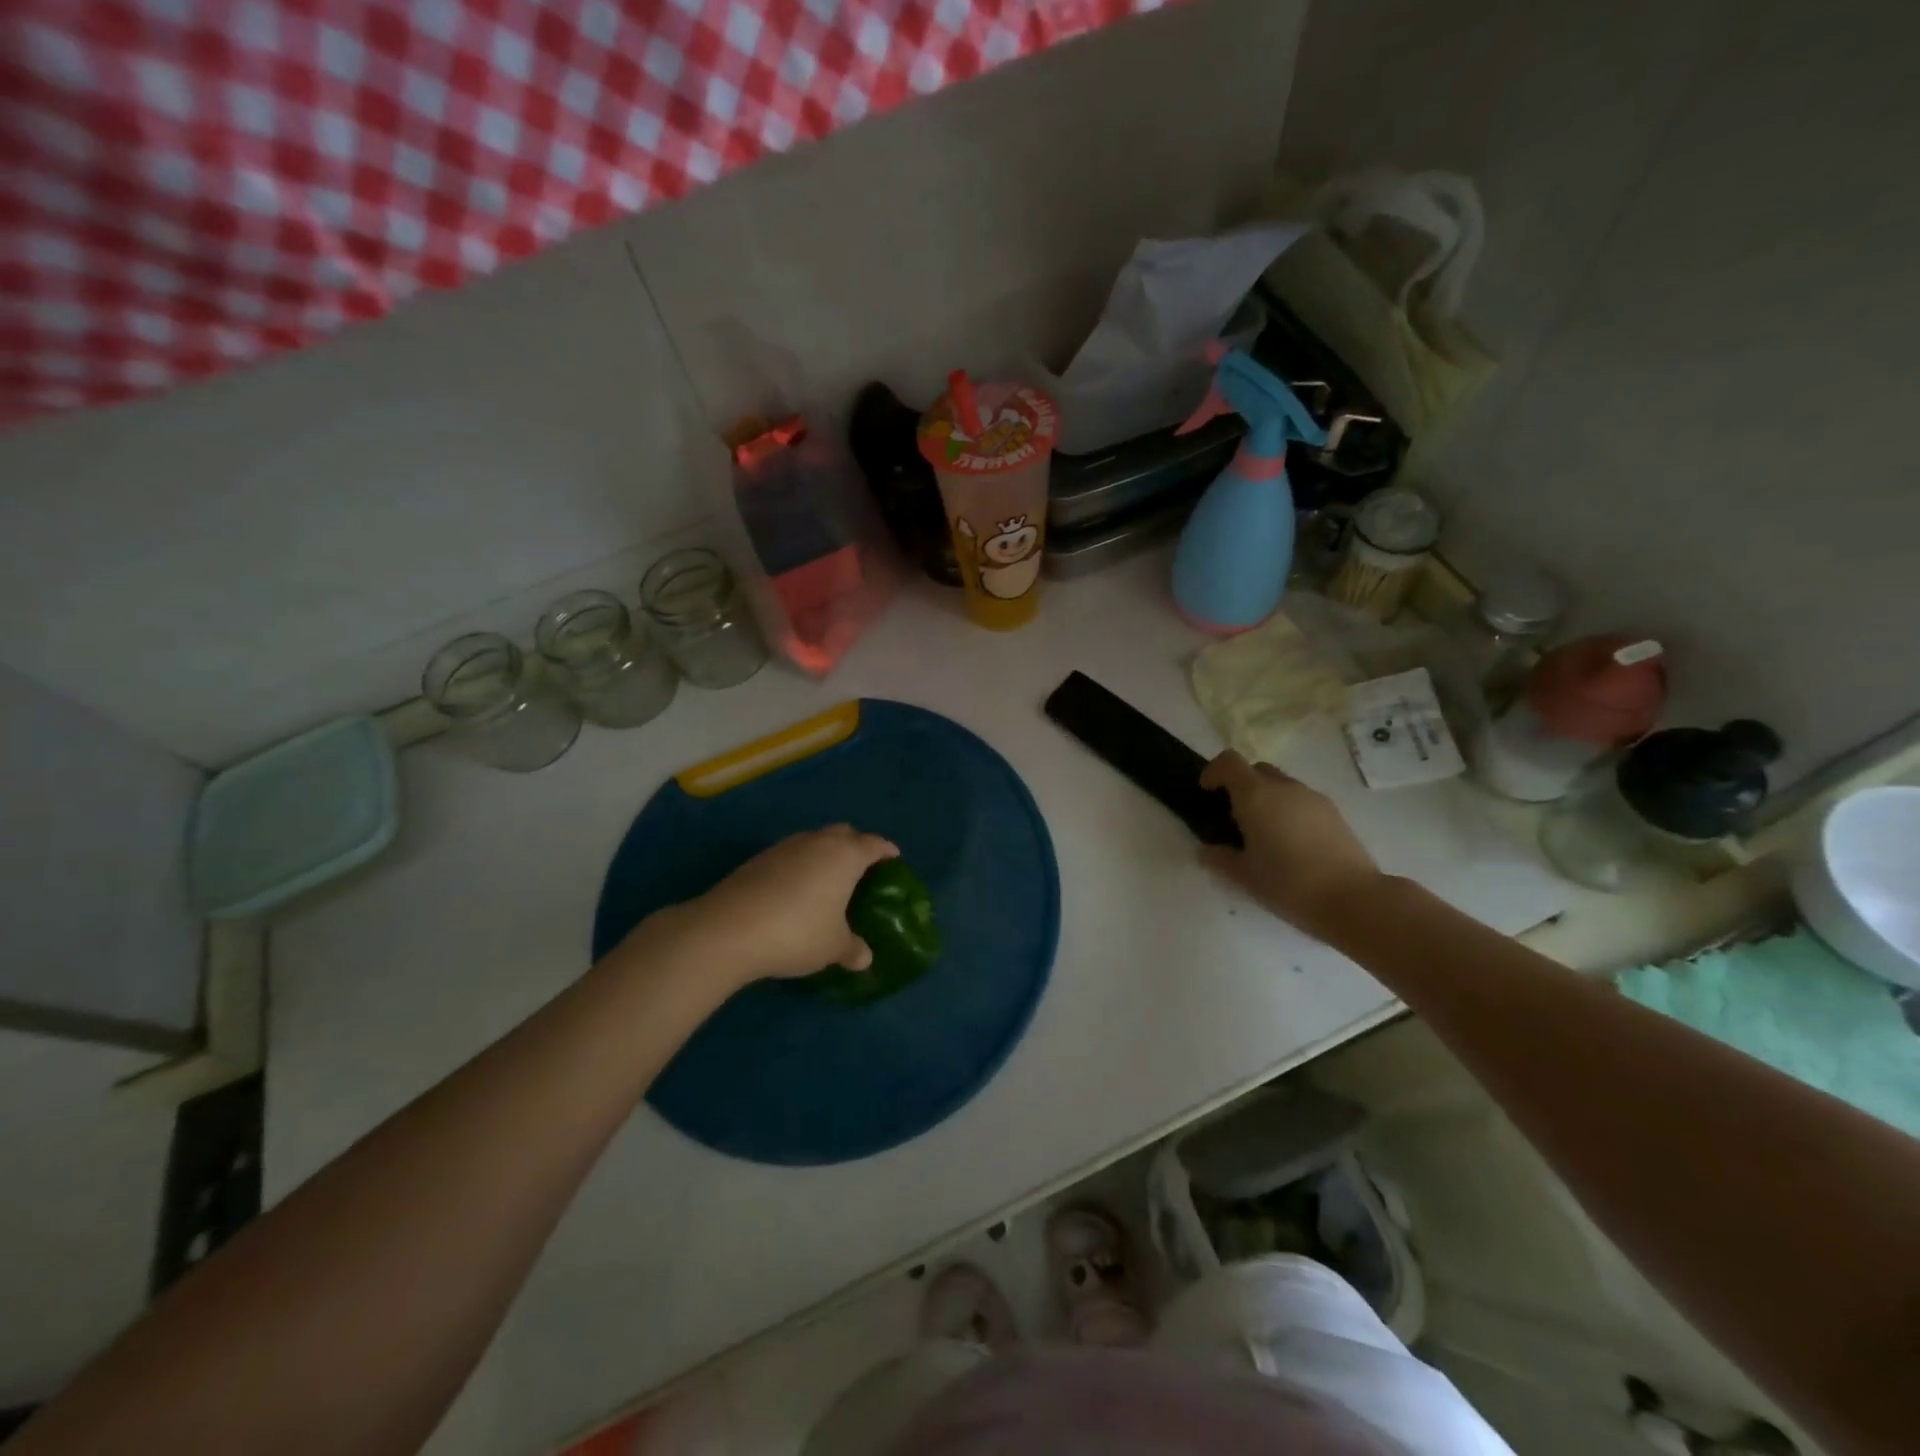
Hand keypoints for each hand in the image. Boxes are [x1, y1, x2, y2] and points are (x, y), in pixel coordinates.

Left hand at [671, 825, 899, 985]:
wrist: (728, 929)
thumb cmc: (797, 932)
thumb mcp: (833, 947)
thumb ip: (853, 949)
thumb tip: (864, 958)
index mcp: (845, 855)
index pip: (875, 844)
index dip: (887, 851)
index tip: (894, 860)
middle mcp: (818, 842)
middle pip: (844, 834)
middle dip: (856, 846)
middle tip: (861, 871)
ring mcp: (785, 847)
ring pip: (814, 841)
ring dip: (825, 855)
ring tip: (827, 882)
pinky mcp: (758, 859)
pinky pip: (791, 856)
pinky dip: (800, 867)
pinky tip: (795, 893)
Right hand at [1199, 751, 1387, 942]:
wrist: (1353, 899)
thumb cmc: (1288, 884)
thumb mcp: (1244, 876)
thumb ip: (1220, 859)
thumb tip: (1206, 851)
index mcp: (1256, 796)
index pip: (1229, 762)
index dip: (1214, 771)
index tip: (1207, 792)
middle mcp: (1284, 788)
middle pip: (1256, 770)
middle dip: (1241, 785)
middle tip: (1234, 816)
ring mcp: (1313, 798)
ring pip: (1281, 785)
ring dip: (1267, 798)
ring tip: (1265, 834)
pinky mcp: (1334, 813)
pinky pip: (1302, 801)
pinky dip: (1289, 810)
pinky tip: (1292, 844)